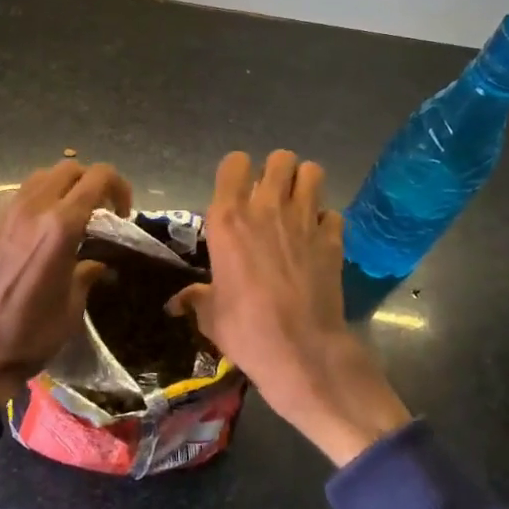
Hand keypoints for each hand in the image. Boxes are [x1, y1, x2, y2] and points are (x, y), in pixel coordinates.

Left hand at [0, 161, 131, 401]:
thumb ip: (86, 274)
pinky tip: (42, 233)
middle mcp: (32, 210)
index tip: (123, 214)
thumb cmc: (31, 334)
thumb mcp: (71, 307)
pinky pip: (19, 198)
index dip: (118, 187)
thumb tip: (95, 263)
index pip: (97, 178)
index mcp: (60, 226)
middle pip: (68, 169)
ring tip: (72, 218)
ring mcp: (6, 216)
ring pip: (40, 178)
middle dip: (91, 182)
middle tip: (101, 212)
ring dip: (63, 188)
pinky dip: (39, 202)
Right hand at [170, 150, 410, 466]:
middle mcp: (266, 207)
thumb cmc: (246, 329)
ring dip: (304, 184)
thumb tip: (176, 303)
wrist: (301, 350)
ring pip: (312, 172)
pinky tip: (317, 238)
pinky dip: (325, 221)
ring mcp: (304, 219)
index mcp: (228, 218)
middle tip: (272, 197)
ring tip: (298, 206)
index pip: (234, 163)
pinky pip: (332, 212)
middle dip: (276, 172)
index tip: (237, 192)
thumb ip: (196, 298)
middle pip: (279, 158)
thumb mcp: (210, 315)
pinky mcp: (333, 238)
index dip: (237, 172)